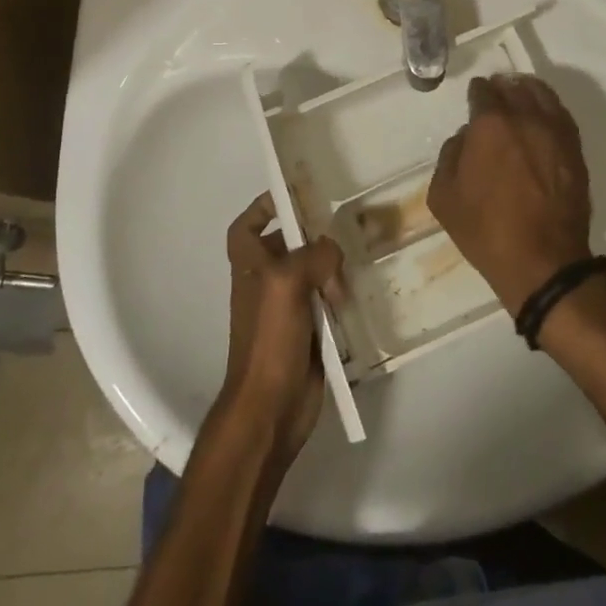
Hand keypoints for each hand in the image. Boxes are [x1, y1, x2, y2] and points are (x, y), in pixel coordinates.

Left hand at [213, 194, 346, 472]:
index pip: (246, 227)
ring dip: (333, 269)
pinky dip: (341, 296)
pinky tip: (359, 295)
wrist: (270, 407)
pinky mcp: (309, 332)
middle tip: (344, 230)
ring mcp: (288, 309)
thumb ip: (313, 255)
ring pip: (313, 273)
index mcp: (250, 267)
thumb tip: (333, 253)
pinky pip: (327, 302)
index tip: (293, 198)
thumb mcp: (286, 282)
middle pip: (290, 246)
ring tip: (355, 267)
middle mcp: (267, 283)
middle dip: (314, 238)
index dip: (263, 209)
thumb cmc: (269, 339)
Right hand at [428, 75, 593, 315]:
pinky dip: (549, 107)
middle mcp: (525, 117)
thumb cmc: (486, 230)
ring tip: (520, 96)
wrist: (542, 261)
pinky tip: (541, 116)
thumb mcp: (444, 196)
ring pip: (541, 94)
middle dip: (501, 87)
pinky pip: (561, 114)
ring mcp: (555, 131)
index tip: (475, 96)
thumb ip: (450, 154)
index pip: (483, 91)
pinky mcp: (575, 149)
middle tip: (495, 93)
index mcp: (490, 124)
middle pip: (513, 87)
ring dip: (527, 90)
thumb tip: (466, 136)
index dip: (477, 92)